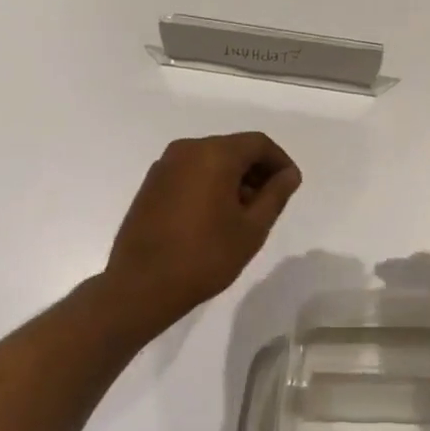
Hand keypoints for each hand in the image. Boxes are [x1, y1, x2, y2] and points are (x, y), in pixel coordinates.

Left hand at [103, 133, 300, 327]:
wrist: (140, 286)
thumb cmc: (204, 256)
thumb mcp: (252, 228)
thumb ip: (275, 195)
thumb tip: (289, 174)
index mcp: (215, 154)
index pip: (258, 143)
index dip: (280, 161)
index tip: (290, 186)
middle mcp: (188, 149)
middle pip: (234, 148)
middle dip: (256, 170)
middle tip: (269, 202)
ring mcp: (165, 165)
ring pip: (211, 159)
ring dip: (233, 177)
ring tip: (243, 212)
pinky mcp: (151, 183)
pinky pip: (191, 171)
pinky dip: (209, 183)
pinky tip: (214, 215)